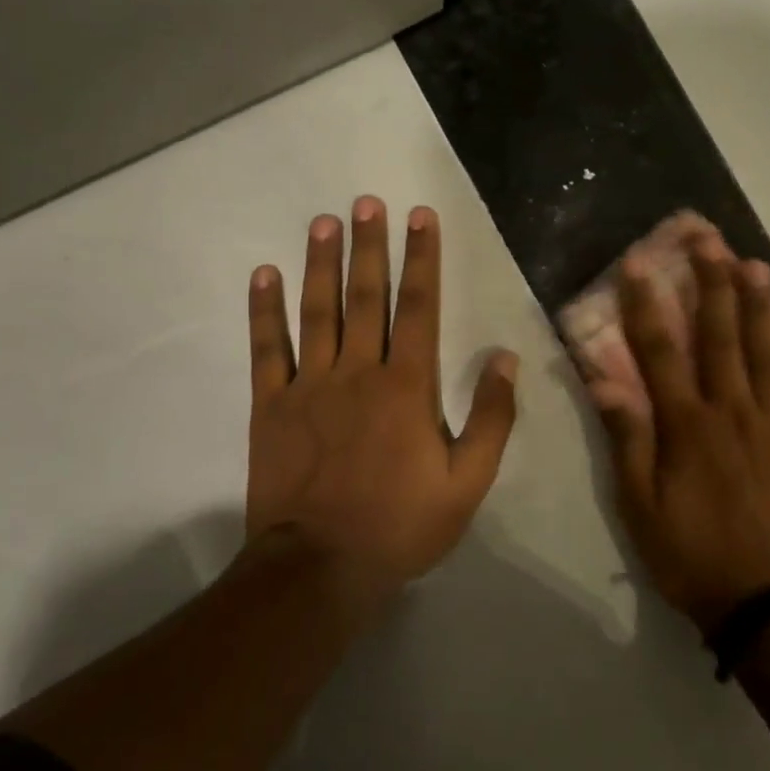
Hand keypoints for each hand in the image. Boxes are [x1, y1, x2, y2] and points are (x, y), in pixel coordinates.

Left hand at [244, 198, 518, 606]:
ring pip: (317, 311)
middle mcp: (359, 371)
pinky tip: (264, 275)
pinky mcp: (271, 406)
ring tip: (323, 222)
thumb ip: (492, 417)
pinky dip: (264, 310)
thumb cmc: (402, 525)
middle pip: (366, 296)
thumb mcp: (469, 481)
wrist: (321, 568)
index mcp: (408, 386)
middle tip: (366, 202)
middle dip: (370, 246)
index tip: (421, 217)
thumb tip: (505, 358)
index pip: (419, 307)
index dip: (422, 259)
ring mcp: (309, 385)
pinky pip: (267, 348)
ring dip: (321, 263)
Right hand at [591, 238, 769, 633]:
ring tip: (752, 262)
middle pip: (721, 334)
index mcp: (688, 426)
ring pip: (766, 349)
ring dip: (758, 302)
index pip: (661, 350)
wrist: (768, 602)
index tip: (638, 262)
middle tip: (706, 238)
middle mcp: (733, 411)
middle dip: (711, 282)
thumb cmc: (693, 555)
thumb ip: (627, 440)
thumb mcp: (640, 507)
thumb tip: (603, 381)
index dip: (646, 303)